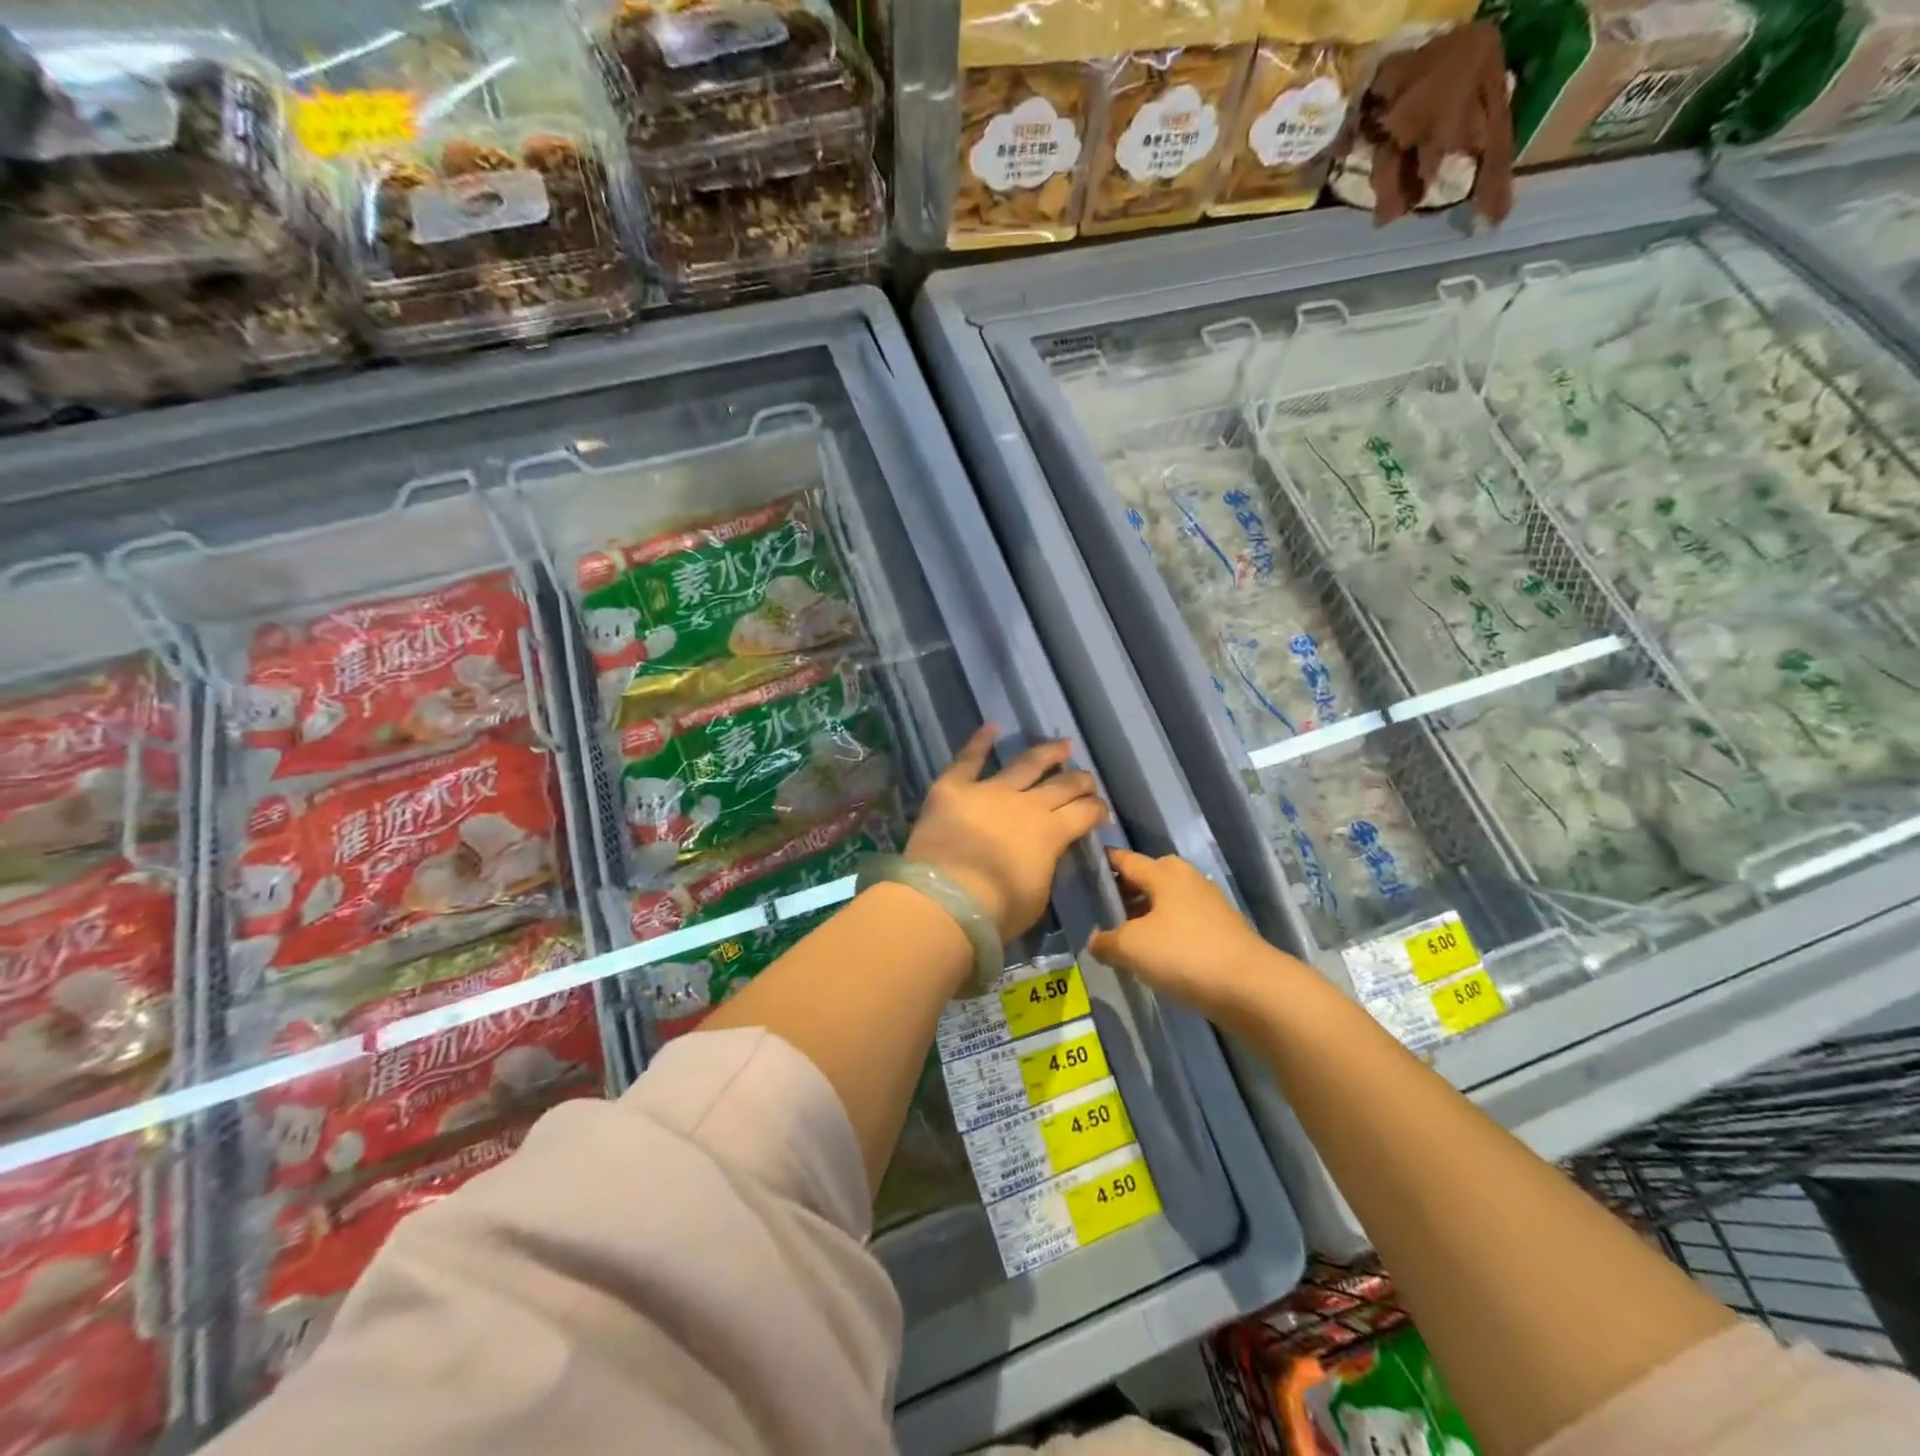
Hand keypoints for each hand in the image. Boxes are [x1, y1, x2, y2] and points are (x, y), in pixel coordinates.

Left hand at [905, 725, 1107, 940]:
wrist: (946, 899)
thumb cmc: (996, 910)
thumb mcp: (1037, 896)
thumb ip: (1045, 868)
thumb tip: (1045, 855)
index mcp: (1051, 833)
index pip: (1085, 813)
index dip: (1097, 810)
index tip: (1101, 810)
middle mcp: (1026, 804)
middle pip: (1062, 785)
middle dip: (1079, 780)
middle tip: (1087, 778)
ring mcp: (990, 791)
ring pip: (1026, 764)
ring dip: (1046, 753)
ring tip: (1062, 745)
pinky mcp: (954, 788)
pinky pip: (968, 759)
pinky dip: (979, 741)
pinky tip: (991, 727)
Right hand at [1088, 849, 1301, 1021]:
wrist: (1251, 988)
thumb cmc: (1184, 954)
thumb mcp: (1131, 947)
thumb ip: (1106, 941)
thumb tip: (1096, 939)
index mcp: (1163, 872)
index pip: (1124, 859)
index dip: (1102, 864)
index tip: (1080, 872)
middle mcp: (1186, 879)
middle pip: (1147, 878)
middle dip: (1123, 892)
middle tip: (1100, 912)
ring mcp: (1208, 904)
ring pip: (1166, 902)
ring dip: (1145, 915)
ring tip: (1124, 937)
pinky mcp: (1222, 930)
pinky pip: (1183, 923)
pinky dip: (1166, 932)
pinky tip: (1156, 956)